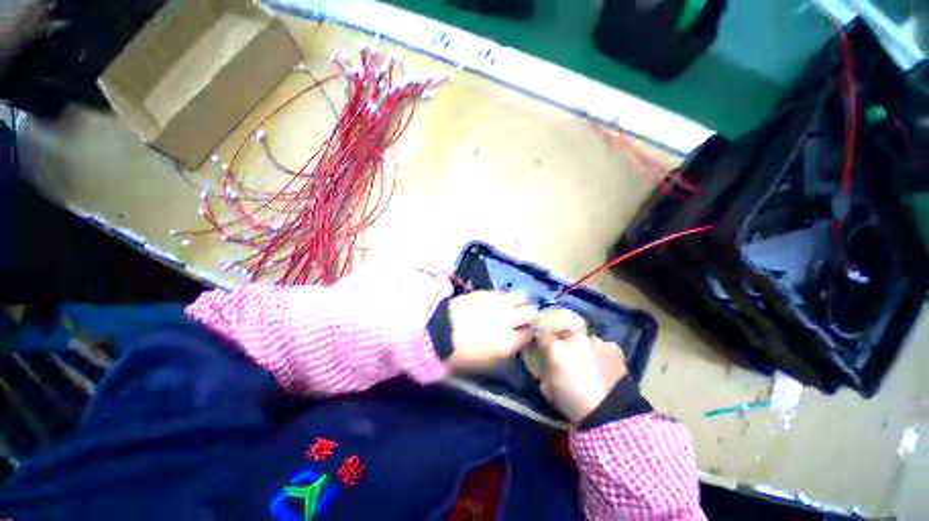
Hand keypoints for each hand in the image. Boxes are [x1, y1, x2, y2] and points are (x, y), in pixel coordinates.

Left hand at [446, 290, 537, 370]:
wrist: (440, 330)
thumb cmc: (461, 352)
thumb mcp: (485, 362)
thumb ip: (504, 353)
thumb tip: (513, 344)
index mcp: (508, 342)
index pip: (529, 334)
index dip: (528, 333)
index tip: (524, 333)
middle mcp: (508, 320)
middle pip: (531, 312)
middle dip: (530, 315)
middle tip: (523, 317)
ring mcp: (498, 303)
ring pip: (521, 296)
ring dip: (520, 301)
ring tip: (513, 305)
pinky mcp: (487, 292)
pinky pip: (503, 291)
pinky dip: (504, 296)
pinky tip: (498, 300)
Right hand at [537, 331, 627, 422]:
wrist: (611, 410)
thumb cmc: (573, 401)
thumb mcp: (548, 389)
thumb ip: (545, 370)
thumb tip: (547, 363)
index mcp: (556, 347)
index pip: (543, 333)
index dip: (543, 340)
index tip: (544, 348)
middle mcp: (574, 338)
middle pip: (564, 333)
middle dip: (563, 342)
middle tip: (566, 357)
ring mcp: (595, 340)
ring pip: (584, 340)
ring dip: (582, 348)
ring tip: (587, 364)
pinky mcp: (613, 347)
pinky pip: (601, 347)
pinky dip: (599, 354)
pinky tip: (603, 367)